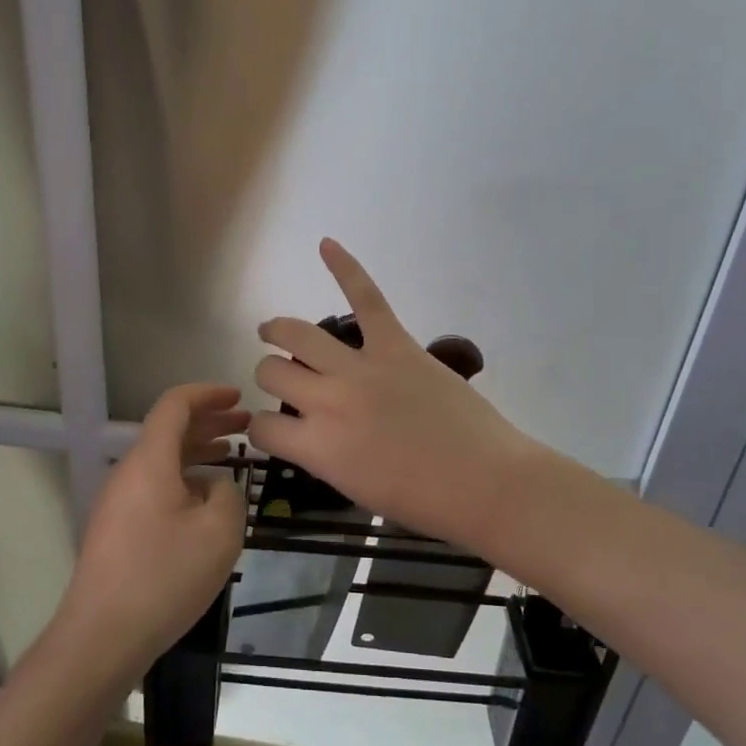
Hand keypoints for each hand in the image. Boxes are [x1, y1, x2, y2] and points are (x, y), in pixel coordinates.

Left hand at [57, 383, 248, 682]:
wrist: (102, 636)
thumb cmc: (164, 576)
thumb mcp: (218, 532)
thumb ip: (228, 495)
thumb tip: (217, 487)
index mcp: (150, 460)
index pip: (175, 405)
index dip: (208, 394)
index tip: (238, 396)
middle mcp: (129, 472)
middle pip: (169, 430)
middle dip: (209, 421)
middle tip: (245, 423)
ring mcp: (119, 502)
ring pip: (162, 460)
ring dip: (197, 450)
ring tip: (232, 454)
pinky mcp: (117, 529)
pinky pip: (154, 486)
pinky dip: (184, 478)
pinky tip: (206, 499)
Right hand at [250, 240, 544, 552]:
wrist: (485, 483)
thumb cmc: (423, 501)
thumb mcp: (354, 488)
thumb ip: (322, 454)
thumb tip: (311, 431)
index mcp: (317, 447)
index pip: (262, 427)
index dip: (260, 428)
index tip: (272, 429)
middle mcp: (328, 401)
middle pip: (272, 372)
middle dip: (268, 375)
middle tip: (281, 378)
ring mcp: (361, 368)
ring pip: (299, 334)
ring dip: (278, 330)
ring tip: (272, 330)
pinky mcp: (396, 344)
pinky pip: (366, 298)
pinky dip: (346, 268)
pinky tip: (327, 245)